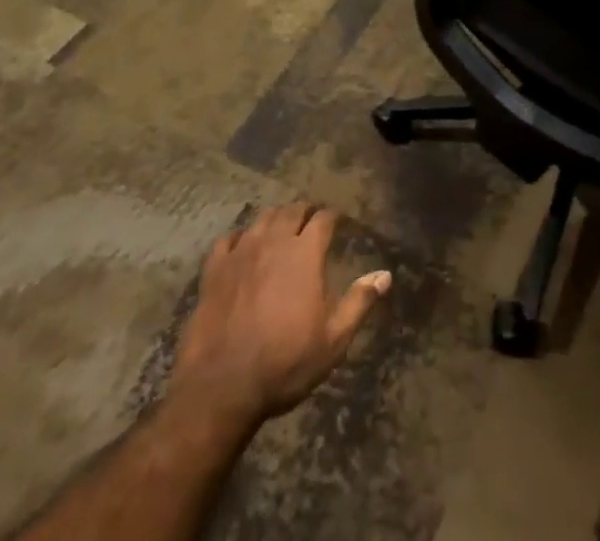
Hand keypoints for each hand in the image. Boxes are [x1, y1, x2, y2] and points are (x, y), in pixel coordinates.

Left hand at [167, 204, 390, 426]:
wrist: (222, 389)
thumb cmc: (285, 364)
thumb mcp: (333, 341)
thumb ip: (359, 302)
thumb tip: (385, 275)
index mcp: (305, 253)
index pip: (324, 219)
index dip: (332, 217)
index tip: (338, 223)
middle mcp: (274, 242)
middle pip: (292, 211)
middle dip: (305, 212)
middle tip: (311, 222)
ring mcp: (240, 253)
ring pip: (262, 219)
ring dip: (275, 219)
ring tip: (280, 229)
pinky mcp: (214, 271)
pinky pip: (227, 240)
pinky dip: (239, 238)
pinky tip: (241, 247)